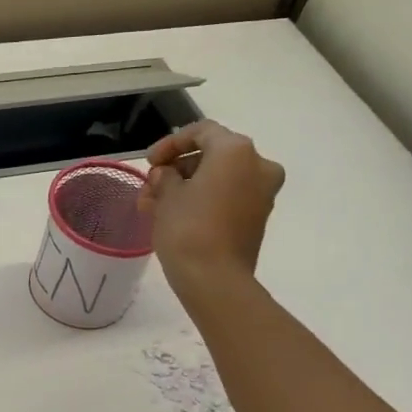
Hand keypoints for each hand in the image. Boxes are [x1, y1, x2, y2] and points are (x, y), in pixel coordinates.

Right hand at [138, 119, 285, 292]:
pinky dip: (204, 200)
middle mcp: (257, 164)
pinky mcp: (258, 217)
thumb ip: (164, 176)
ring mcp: (262, 192)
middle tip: (150, 187)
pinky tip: (175, 215)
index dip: (170, 144)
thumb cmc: (188, 229)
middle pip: (212, 155)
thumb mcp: (166, 196)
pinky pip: (228, 197)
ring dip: (186, 187)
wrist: (215, 280)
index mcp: (235, 151)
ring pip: (219, 179)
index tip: (149, 163)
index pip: (201, 132)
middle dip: (177, 169)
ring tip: (154, 206)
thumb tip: (166, 175)